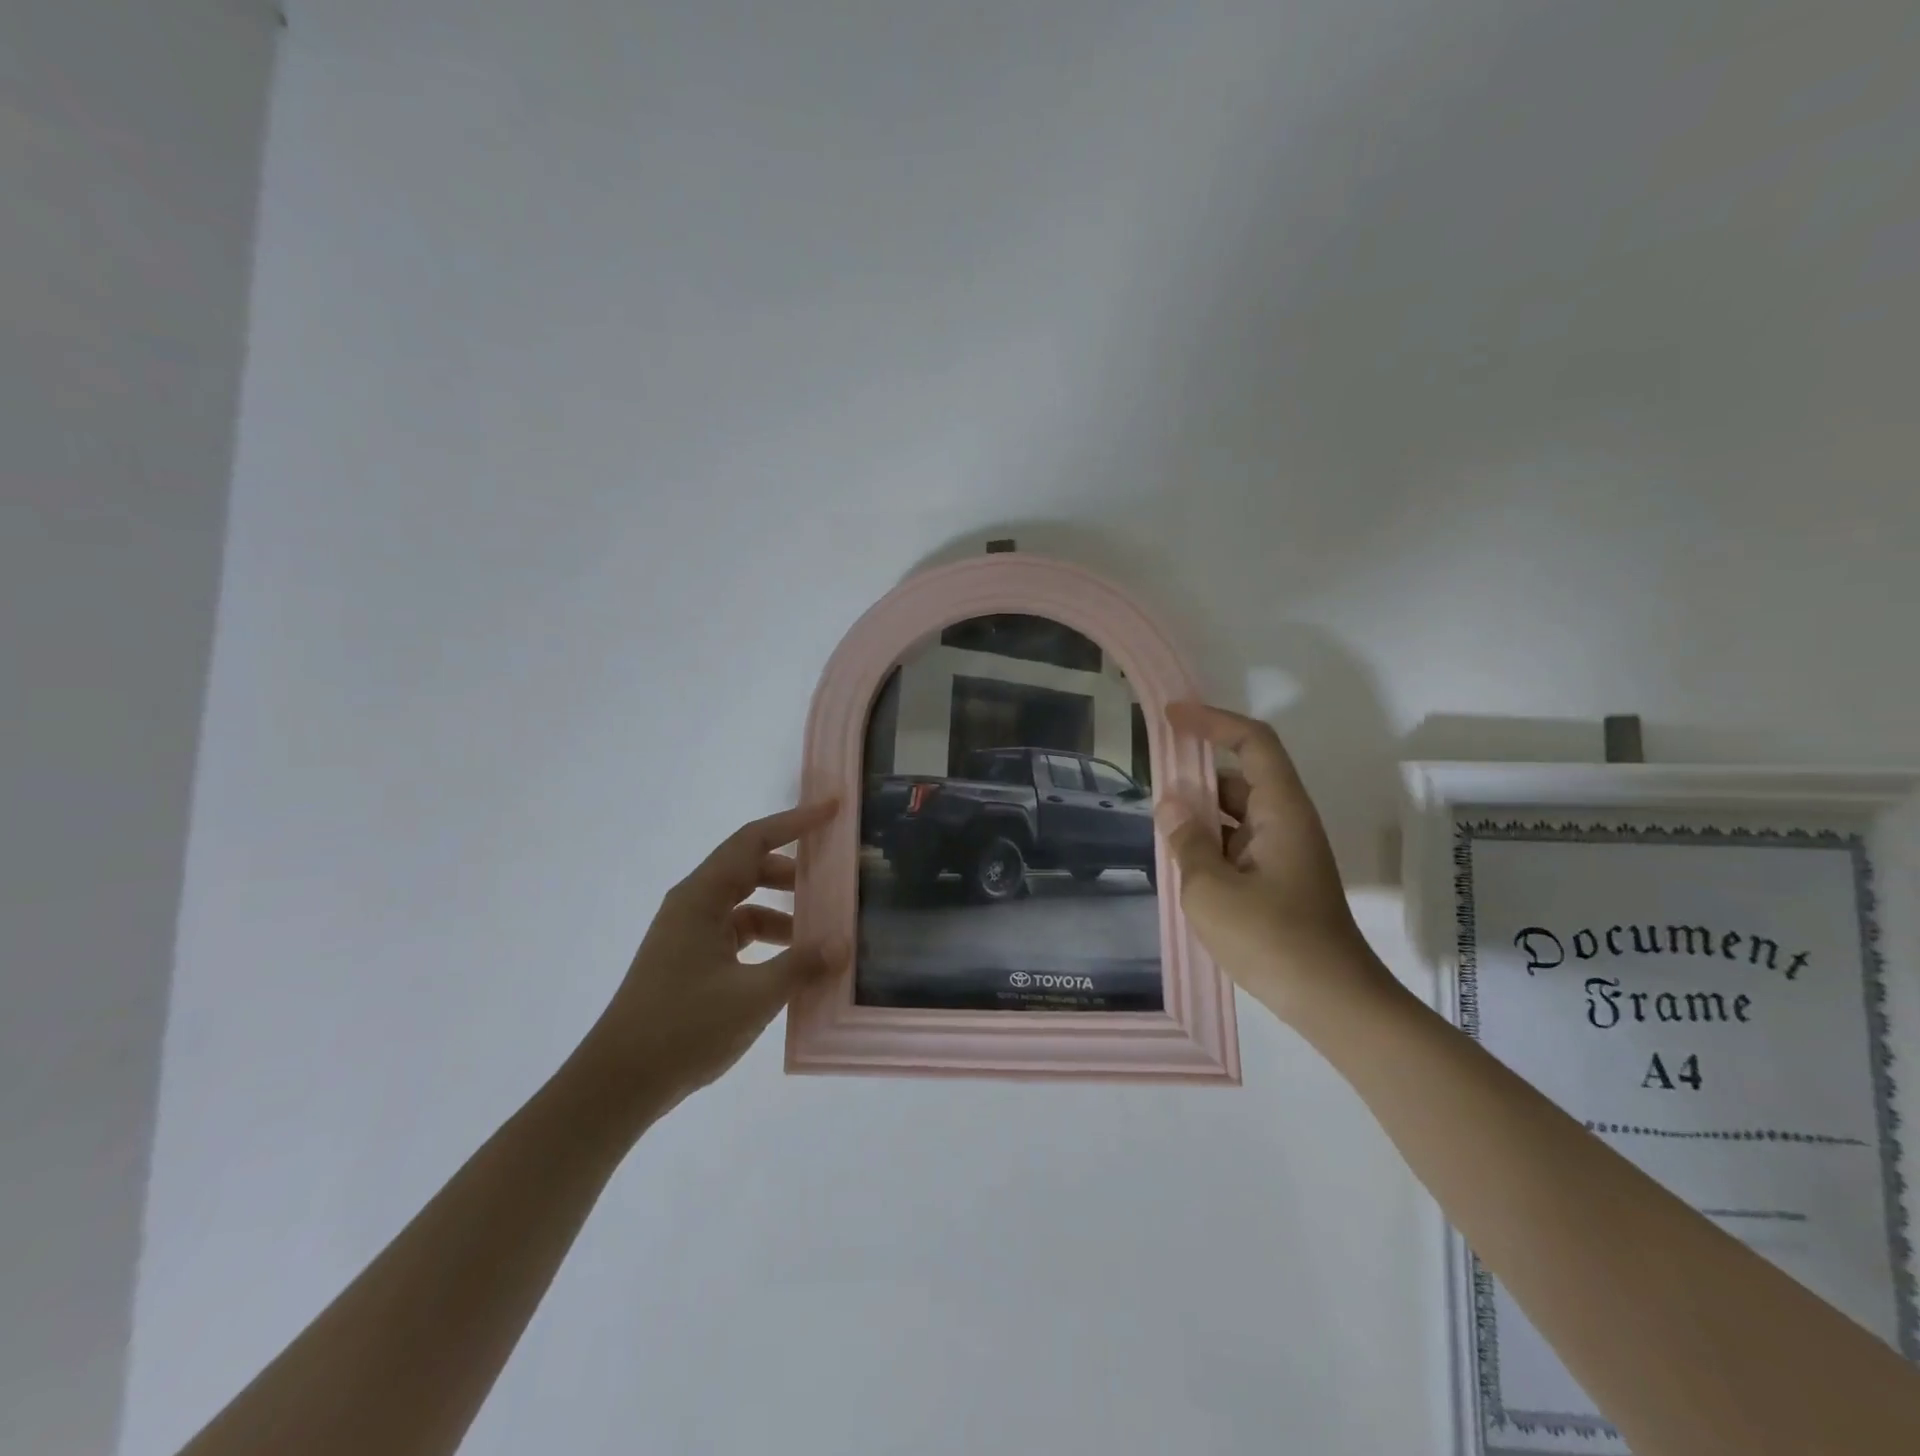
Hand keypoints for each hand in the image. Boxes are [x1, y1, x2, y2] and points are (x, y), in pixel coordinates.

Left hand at [569, 801, 844, 1129]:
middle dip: (793, 870)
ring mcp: (688, 935)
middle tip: (834, 878)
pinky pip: (737, 934)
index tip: (832, 809)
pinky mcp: (689, 962)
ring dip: (783, 911)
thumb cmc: (682, 1028)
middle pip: (750, 868)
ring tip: (822, 932)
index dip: (795, 821)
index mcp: (701, 898)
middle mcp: (693, 906)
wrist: (616, 1085)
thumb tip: (843, 943)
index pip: (754, 841)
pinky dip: (768, 940)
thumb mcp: (752, 997)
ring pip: (745, 904)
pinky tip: (793, 966)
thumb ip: (801, 966)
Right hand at [1155, 703, 1389, 1025]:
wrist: (1330, 1001)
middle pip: (1242, 777)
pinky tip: (1181, 862)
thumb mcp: (1211, 888)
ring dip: (1200, 813)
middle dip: (1197, 773)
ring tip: (1159, 827)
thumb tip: (1171, 805)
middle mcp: (1286, 823)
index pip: (1253, 743)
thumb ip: (1187, 840)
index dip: (1213, 722)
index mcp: (1280, 811)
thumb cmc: (1271, 938)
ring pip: (1237, 814)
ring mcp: (1284, 853)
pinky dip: (1210, 843)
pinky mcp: (1279, 880)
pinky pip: (1238, 844)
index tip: (1172, 716)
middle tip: (1152, 781)